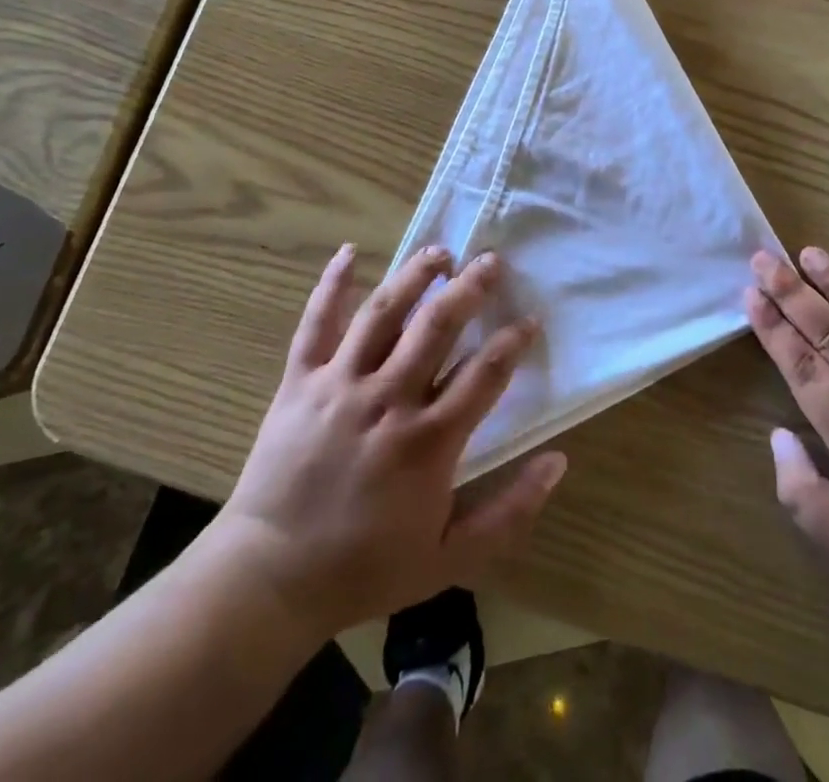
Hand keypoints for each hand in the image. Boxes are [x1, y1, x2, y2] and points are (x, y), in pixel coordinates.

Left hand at [215, 244, 566, 637]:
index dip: (513, 341)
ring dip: (415, 275)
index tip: (530, 319)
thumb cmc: (364, 568)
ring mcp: (340, 384)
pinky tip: (349, 251)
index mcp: (428, 441)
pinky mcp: (300, 381)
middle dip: (470, 288)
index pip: (484, 373)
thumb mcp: (450, 560)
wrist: (270, 578)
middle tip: (492, 260)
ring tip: (440, 252)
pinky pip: (317, 322)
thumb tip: (557, 460)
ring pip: (383, 312)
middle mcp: (387, 399)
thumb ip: (509, 512)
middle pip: (437, 326)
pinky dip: (332, 284)